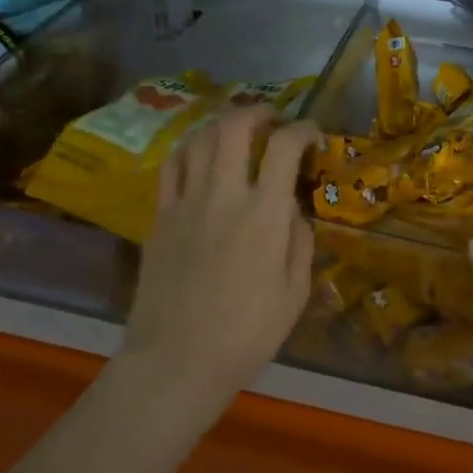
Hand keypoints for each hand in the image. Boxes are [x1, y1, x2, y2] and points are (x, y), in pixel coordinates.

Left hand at [122, 107, 319, 412]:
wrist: (177, 361)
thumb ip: (299, 243)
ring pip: (200, 139)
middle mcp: (224, 194)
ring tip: (237, 131)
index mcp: (265, 213)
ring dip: (222, 124)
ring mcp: (186, 202)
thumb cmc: (247, 334)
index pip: (286, 148)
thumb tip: (293, 211)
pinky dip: (190, 149)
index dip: (304, 130)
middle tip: (271, 119)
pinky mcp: (159, 217)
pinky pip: (172, 166)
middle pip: (235, 126)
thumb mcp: (295, 293)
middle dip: (257, 111)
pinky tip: (200, 155)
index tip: (312, 134)